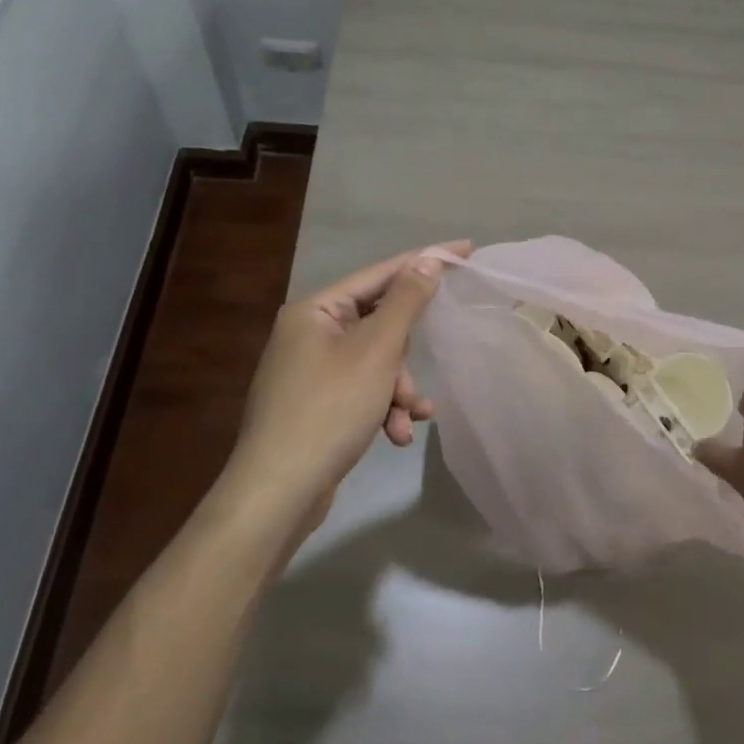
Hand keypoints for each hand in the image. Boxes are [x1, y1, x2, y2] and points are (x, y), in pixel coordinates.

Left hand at [220, 241, 469, 532]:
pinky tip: (396, 434)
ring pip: (375, 362)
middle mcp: (309, 333)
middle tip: (416, 377)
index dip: (424, 261)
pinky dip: (382, 408)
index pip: (380, 273)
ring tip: (408, 418)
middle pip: (379, 323)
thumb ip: (406, 301)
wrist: (278, 493)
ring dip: (398, 389)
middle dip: (404, 357)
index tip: (465, 250)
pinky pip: (362, 390)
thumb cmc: (329, 409)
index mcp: (316, 310)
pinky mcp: (316, 404)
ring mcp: (310, 371)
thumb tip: (428, 260)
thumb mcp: (376, 351)